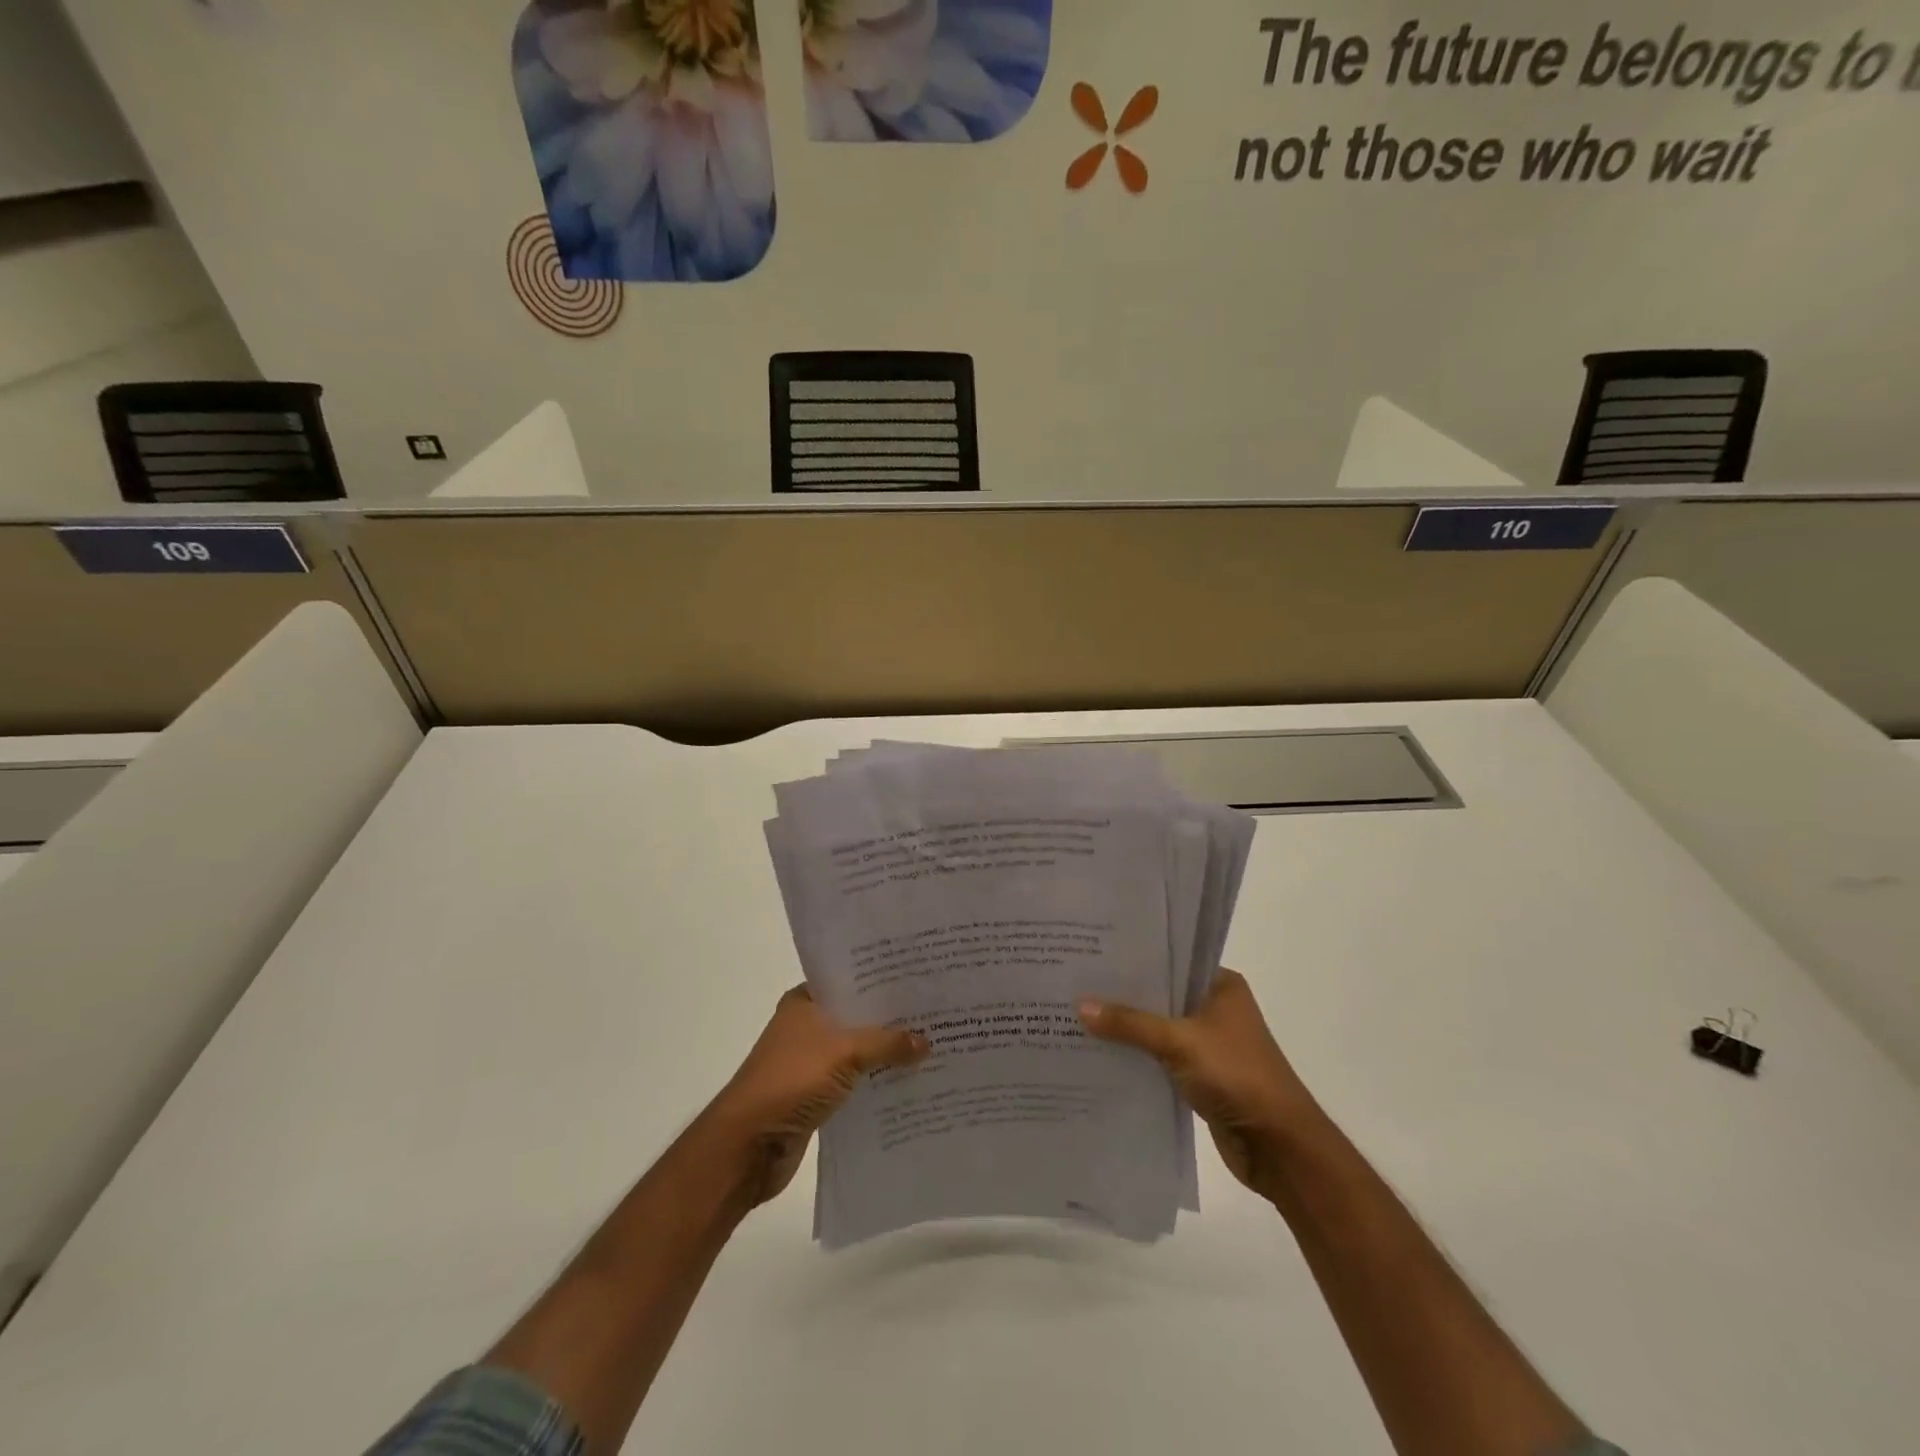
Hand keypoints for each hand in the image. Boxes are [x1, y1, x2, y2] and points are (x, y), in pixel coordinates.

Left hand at [708, 986, 928, 1207]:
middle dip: (892, 1018)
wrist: (748, 1145)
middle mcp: (807, 1026)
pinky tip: (909, 1080)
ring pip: (858, 1050)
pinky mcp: (816, 1095)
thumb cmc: (791, 1080)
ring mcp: (810, 1062)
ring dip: (887, 1052)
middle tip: (936, 1011)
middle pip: (857, 1016)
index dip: (882, 979)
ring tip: (932, 1045)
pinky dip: (876, 1080)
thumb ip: (887, 1043)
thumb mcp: (844, 1052)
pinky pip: (855, 1081)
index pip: (850, 980)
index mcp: (805, 1002)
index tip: (920, 977)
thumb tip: (926, 1041)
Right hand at [1079, 970, 1320, 1202]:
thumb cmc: (1237, 1076)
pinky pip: (1158, 1057)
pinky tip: (1099, 1052)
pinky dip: (1136, 1055)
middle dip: (1123, 994)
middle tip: (1075, 981)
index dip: (1133, 958)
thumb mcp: (1179, 1041)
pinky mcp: (1199, 1075)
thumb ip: (1130, 1023)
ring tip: (1076, 1013)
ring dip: (1127, 1028)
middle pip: (1160, 995)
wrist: (1279, 1147)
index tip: (1092, 952)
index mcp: (1220, 985)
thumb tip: (1080, 1006)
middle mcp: (1215, 1008)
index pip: (1170, 960)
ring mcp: (1208, 1043)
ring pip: (1157, 1027)